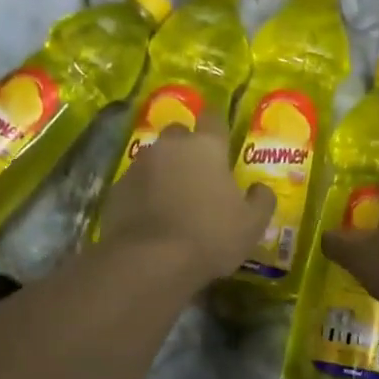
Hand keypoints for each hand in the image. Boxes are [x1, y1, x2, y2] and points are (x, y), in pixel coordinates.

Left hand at [98, 112, 274, 285]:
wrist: (150, 261)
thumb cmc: (210, 236)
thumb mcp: (252, 224)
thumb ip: (261, 200)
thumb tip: (260, 188)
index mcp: (206, 146)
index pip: (213, 118)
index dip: (218, 128)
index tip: (223, 141)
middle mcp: (170, 146)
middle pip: (179, 133)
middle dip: (187, 147)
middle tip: (198, 172)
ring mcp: (139, 165)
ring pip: (155, 157)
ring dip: (164, 170)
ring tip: (173, 198)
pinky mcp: (117, 189)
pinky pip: (136, 183)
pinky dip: (144, 193)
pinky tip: (151, 216)